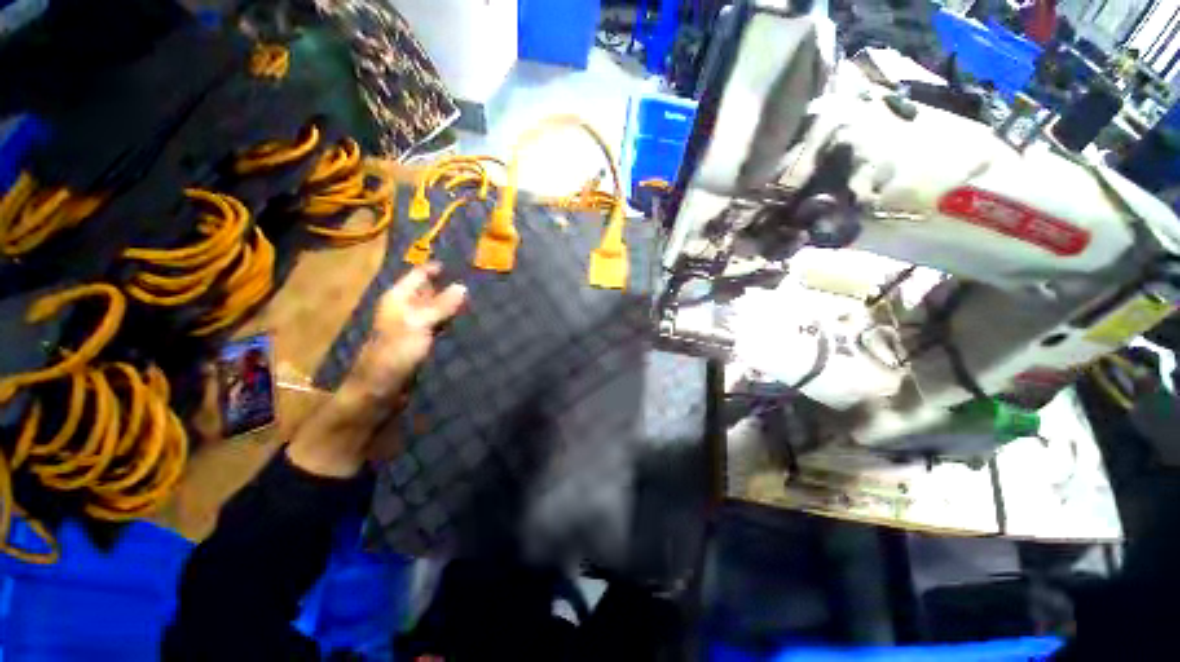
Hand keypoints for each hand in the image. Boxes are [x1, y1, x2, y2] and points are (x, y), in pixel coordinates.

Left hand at [343, 262, 466, 404]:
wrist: (381, 389)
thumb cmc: (395, 353)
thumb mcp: (419, 324)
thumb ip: (441, 306)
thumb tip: (462, 286)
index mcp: (398, 298)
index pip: (419, 275)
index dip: (436, 267)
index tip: (460, 260)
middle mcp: (405, 308)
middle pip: (427, 290)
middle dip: (447, 283)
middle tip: (473, 277)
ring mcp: (413, 325)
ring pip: (435, 307)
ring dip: (450, 302)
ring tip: (474, 295)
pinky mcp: (420, 341)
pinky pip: (438, 324)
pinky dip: (449, 319)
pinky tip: (463, 318)